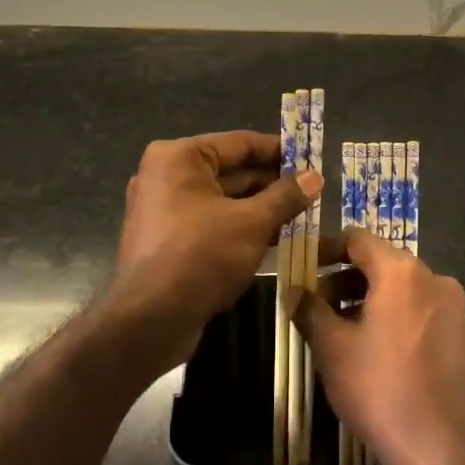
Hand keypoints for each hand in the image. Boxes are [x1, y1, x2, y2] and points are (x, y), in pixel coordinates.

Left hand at [106, 131, 319, 364]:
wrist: (149, 320)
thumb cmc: (201, 256)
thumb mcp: (252, 222)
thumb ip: (285, 196)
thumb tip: (315, 177)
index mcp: (179, 158)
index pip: (239, 143)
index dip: (279, 150)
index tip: (312, 158)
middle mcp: (166, 176)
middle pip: (231, 171)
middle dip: (273, 183)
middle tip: (313, 191)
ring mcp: (163, 210)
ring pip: (223, 201)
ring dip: (261, 208)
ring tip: (303, 215)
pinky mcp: (168, 241)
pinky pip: (212, 223)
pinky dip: (241, 227)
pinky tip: (276, 238)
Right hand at [296, 229, 464, 464]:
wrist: (444, 449)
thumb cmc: (381, 389)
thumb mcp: (333, 349)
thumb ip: (310, 310)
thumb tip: (295, 291)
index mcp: (402, 272)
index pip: (358, 240)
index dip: (327, 248)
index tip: (304, 265)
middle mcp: (434, 278)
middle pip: (382, 263)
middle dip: (345, 278)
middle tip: (316, 303)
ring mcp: (454, 308)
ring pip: (402, 289)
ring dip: (369, 299)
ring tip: (341, 329)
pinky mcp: (463, 335)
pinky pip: (421, 310)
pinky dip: (394, 316)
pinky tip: (375, 349)